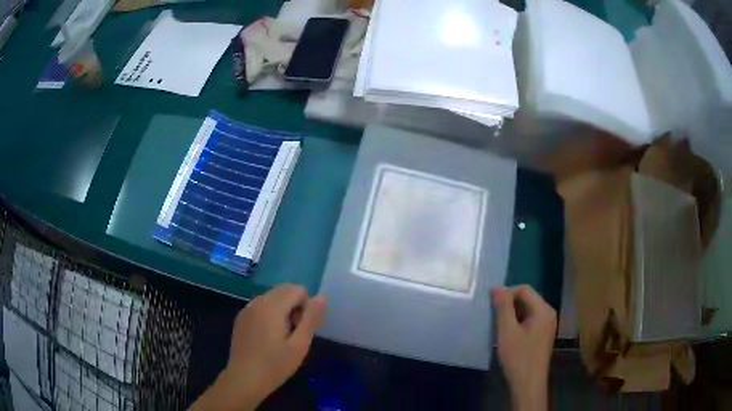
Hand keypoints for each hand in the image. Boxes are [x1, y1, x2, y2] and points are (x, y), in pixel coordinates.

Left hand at [190, 284, 325, 410]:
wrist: (244, 379)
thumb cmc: (275, 365)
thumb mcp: (299, 345)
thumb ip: (311, 318)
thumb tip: (321, 296)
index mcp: (272, 306)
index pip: (298, 290)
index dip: (306, 307)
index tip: (301, 329)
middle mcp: (258, 301)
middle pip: (284, 289)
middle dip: (295, 305)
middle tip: (294, 332)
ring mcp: (247, 308)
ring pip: (272, 296)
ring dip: (283, 308)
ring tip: (282, 336)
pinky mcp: (241, 317)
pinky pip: (261, 305)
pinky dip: (270, 313)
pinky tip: (268, 337)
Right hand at [491, 285, 555, 410]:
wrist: (528, 384)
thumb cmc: (518, 357)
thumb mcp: (507, 331)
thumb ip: (503, 307)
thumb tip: (497, 287)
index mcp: (543, 310)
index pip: (524, 289)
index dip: (506, 293)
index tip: (491, 305)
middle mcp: (548, 313)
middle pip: (527, 298)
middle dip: (509, 304)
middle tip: (493, 317)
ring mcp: (547, 325)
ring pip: (527, 310)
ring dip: (512, 314)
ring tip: (498, 326)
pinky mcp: (543, 335)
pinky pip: (530, 320)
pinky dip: (518, 323)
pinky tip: (507, 335)